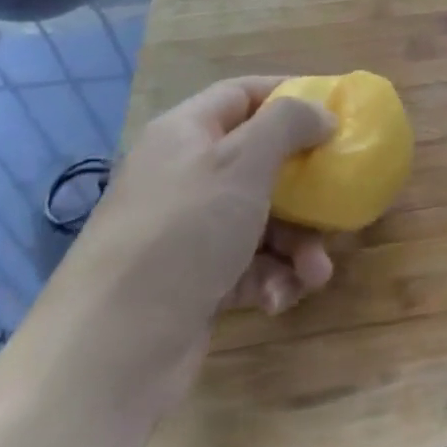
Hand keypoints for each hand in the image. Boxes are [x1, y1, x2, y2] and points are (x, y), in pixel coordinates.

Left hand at [41, 77, 334, 409]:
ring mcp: (187, 232)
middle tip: (338, 199)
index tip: (335, 110)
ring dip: (298, 244)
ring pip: (262, 219)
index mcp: (186, 134)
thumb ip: (288, 123)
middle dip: (305, 187)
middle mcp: (185, 176)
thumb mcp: (242, 163)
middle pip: (260, 162)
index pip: (242, 94)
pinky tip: (278, 298)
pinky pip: (248, 265)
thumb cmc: (182, 234)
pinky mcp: (193, 282)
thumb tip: (322, 114)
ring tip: (316, 273)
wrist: (109, 353)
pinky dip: (271, 278)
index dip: (289, 94)